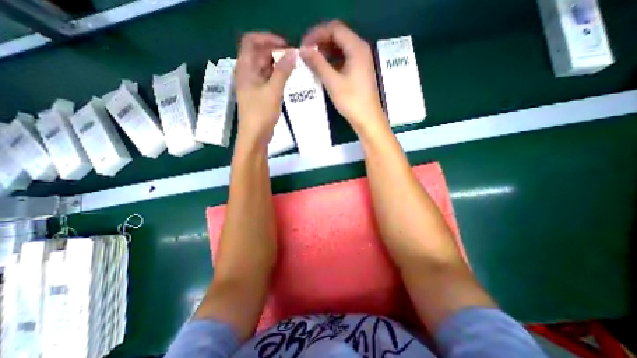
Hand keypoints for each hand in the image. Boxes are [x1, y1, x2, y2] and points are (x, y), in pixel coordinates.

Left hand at [235, 31, 296, 147]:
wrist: (255, 136)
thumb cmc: (261, 113)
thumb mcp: (273, 91)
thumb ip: (283, 71)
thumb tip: (293, 53)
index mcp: (245, 68)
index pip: (251, 41)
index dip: (267, 39)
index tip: (285, 45)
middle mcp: (247, 73)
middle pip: (259, 54)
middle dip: (276, 52)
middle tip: (294, 58)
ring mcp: (253, 85)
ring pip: (265, 68)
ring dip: (278, 65)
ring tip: (294, 67)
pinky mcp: (259, 95)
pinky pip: (268, 79)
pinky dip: (277, 77)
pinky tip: (288, 79)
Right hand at [300, 20, 384, 135]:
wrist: (367, 119)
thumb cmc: (352, 101)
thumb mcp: (333, 82)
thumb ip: (318, 64)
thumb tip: (303, 50)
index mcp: (356, 48)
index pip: (334, 29)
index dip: (317, 34)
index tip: (303, 45)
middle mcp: (360, 50)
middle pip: (338, 37)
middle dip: (320, 42)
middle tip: (306, 54)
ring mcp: (361, 61)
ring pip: (340, 49)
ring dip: (325, 53)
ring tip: (311, 62)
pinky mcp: (359, 72)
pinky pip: (343, 60)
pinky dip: (332, 62)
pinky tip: (323, 70)